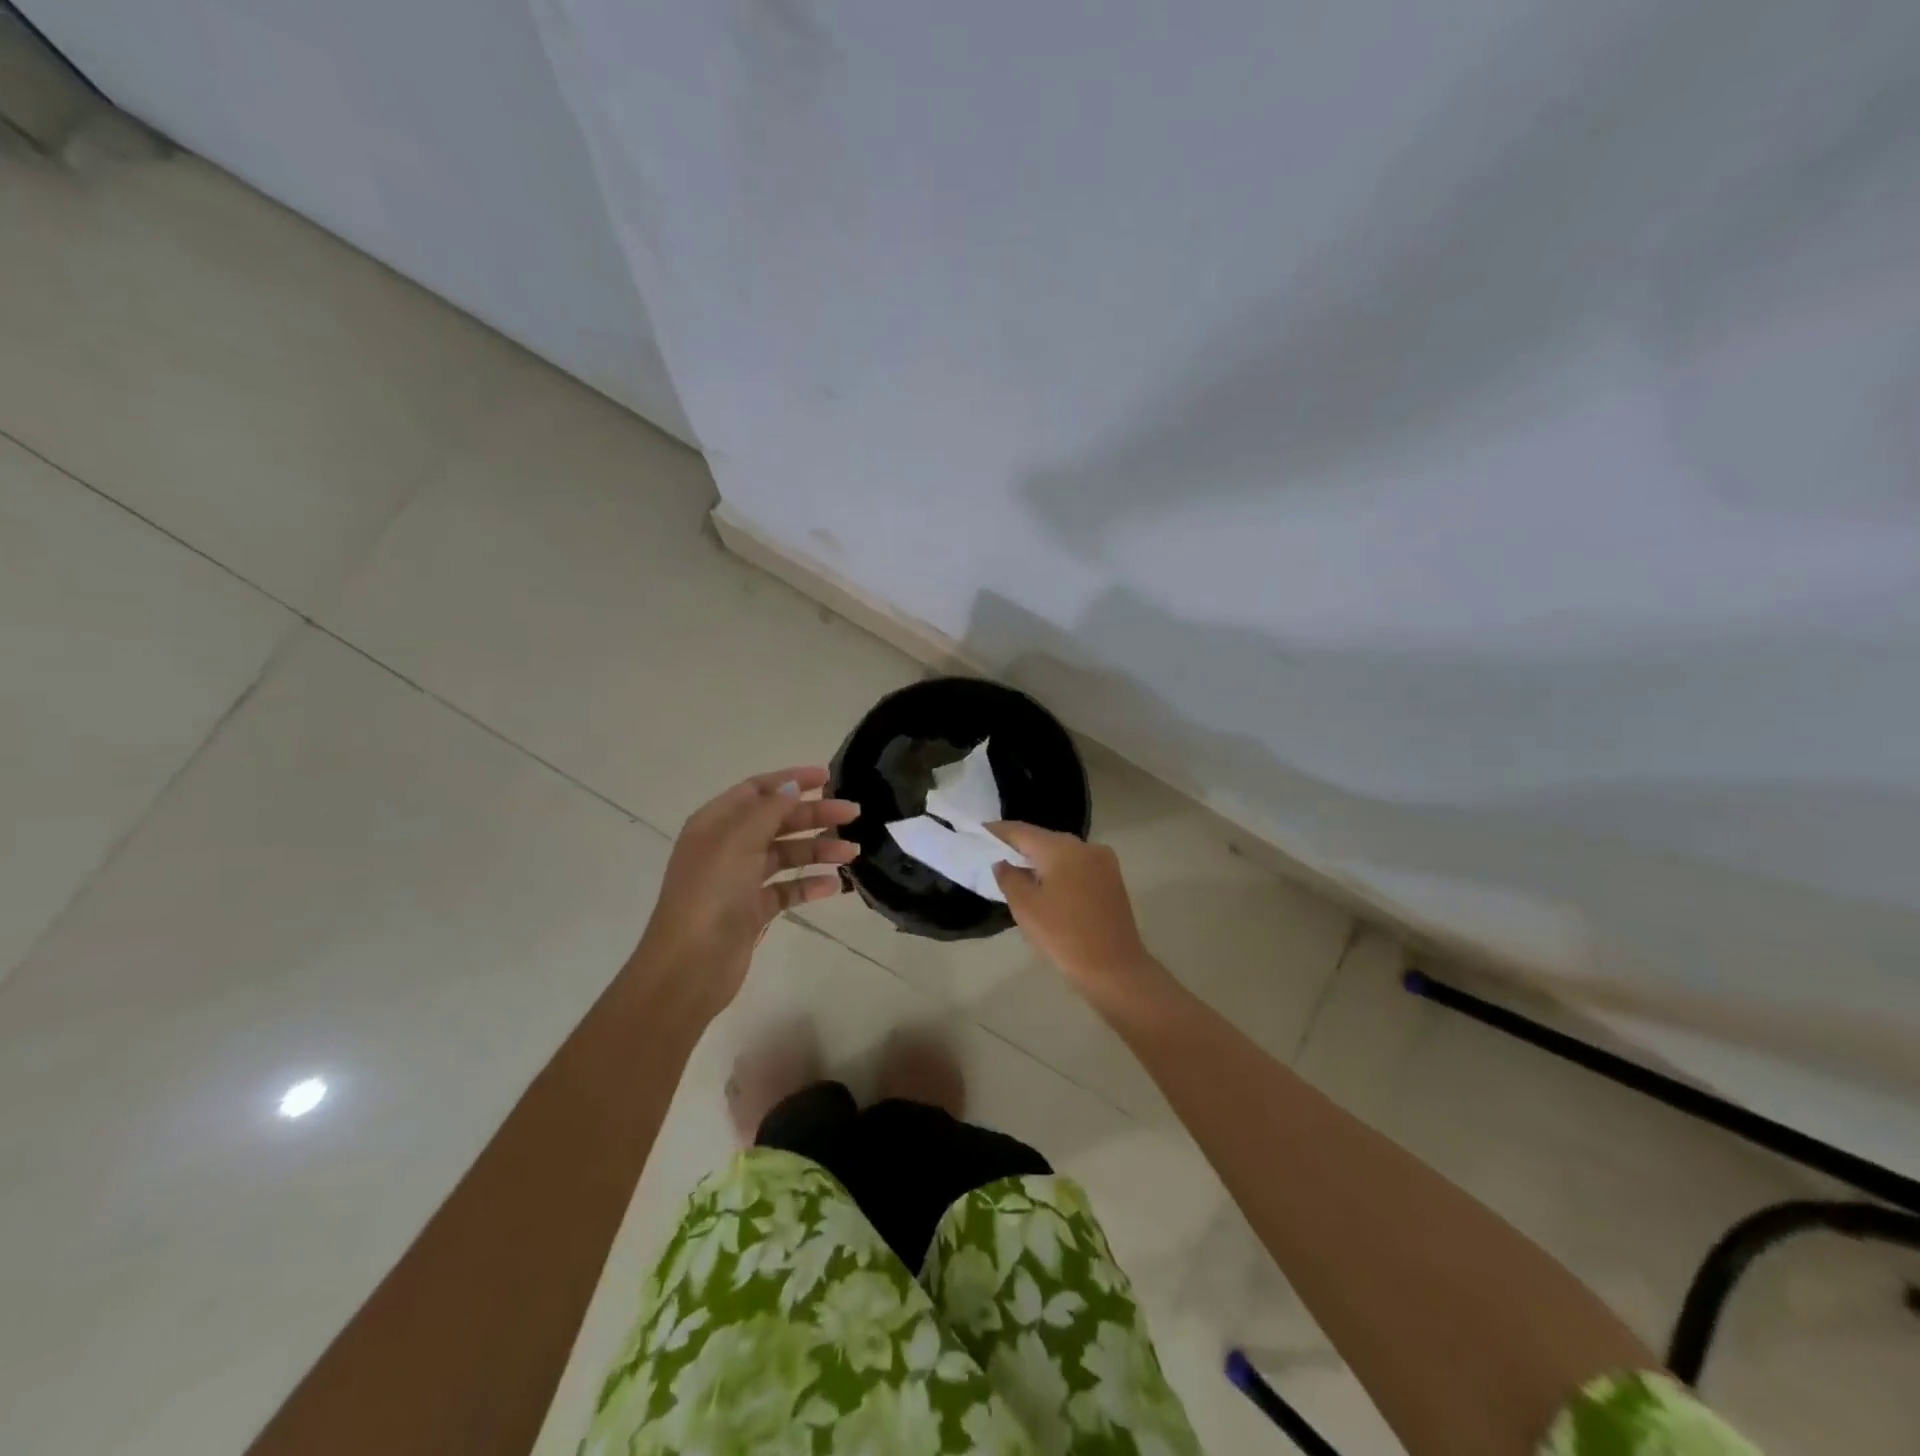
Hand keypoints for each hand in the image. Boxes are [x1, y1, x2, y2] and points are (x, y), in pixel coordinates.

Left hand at [633, 766, 858, 1014]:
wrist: (689, 967)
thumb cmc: (711, 895)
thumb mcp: (738, 842)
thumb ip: (768, 810)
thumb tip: (791, 786)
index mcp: (716, 823)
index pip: (758, 790)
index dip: (792, 780)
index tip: (828, 777)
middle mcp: (727, 847)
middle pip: (777, 821)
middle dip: (814, 815)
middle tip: (853, 814)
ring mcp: (740, 880)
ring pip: (786, 855)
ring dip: (819, 849)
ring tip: (853, 853)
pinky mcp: (752, 910)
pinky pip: (786, 889)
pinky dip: (810, 885)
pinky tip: (835, 886)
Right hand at [988, 822, 1167, 1005]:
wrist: (1115, 969)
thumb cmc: (1064, 936)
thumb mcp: (1025, 907)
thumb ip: (1009, 878)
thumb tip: (1003, 862)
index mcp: (1062, 848)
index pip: (1022, 831)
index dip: (998, 831)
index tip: (978, 833)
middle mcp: (1085, 846)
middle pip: (1044, 839)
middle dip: (1020, 846)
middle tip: (994, 854)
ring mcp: (1103, 862)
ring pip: (1063, 853)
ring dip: (1040, 860)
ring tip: (1017, 871)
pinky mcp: (1112, 879)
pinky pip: (1078, 866)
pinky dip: (1059, 871)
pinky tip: (1046, 886)